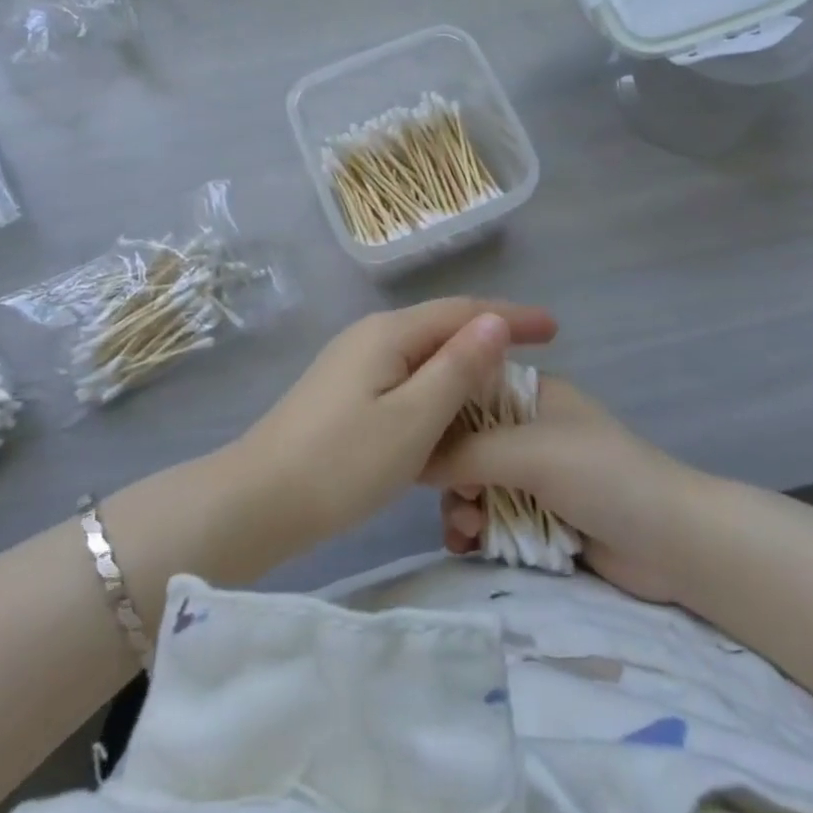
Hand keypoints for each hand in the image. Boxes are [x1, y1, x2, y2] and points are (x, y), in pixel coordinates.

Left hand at [229, 298, 557, 557]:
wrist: (257, 500)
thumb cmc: (341, 463)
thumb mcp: (412, 419)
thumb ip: (457, 368)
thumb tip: (494, 321)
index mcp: (389, 333)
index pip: (463, 311)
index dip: (511, 317)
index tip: (555, 330)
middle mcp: (370, 335)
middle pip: (443, 325)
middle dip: (492, 334)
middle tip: (539, 352)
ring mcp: (353, 362)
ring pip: (424, 352)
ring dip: (465, 361)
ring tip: (505, 380)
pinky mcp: (344, 391)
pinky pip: (405, 375)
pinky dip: (438, 384)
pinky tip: (451, 407)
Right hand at [427, 375, 691, 603]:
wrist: (672, 543)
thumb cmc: (601, 476)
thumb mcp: (529, 452)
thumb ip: (466, 452)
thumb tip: (409, 457)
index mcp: (529, 394)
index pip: (467, 391)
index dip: (439, 415)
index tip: (417, 444)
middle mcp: (526, 428)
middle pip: (464, 444)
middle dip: (451, 473)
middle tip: (458, 500)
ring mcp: (533, 475)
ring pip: (473, 484)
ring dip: (460, 506)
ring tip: (466, 531)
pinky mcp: (539, 517)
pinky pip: (490, 517)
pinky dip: (476, 530)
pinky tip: (468, 545)